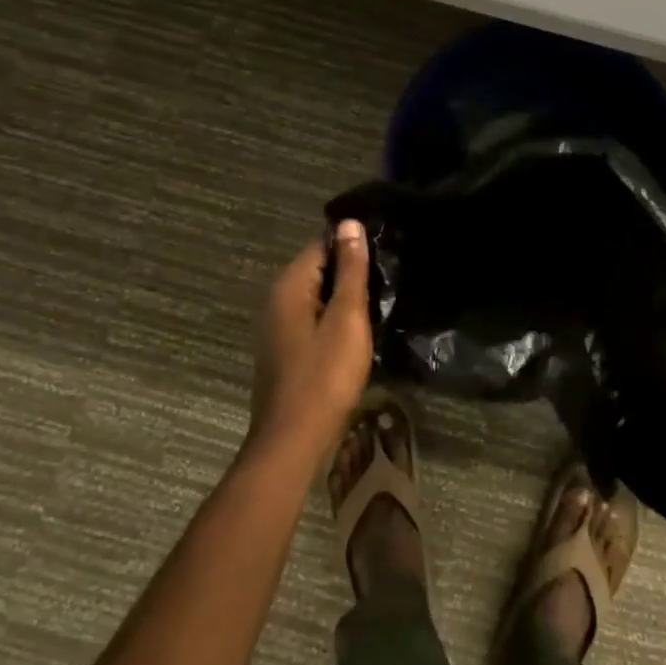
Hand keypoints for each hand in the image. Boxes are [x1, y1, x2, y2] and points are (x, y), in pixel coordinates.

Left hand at [251, 220, 375, 458]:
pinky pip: (312, 318)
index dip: (352, 244)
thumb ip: (350, 271)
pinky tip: (357, 330)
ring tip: (379, 300)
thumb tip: (349, 224)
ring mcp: (277, 326)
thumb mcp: (347, 318)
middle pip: (317, 269)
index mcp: (289, 286)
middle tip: (388, 277)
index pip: (321, 244)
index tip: (385, 250)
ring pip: (317, 296)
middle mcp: (277, 299)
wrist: (293, 440)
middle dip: (350, 271)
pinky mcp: (284, 349)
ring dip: (344, 297)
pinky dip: (334, 318)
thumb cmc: (324, 376)